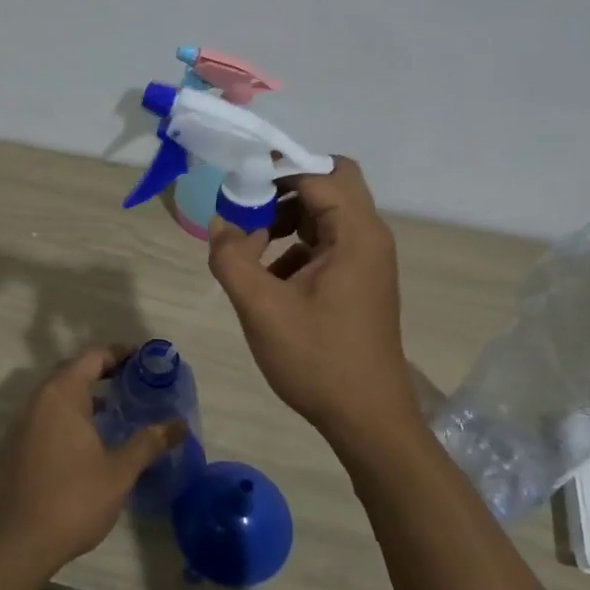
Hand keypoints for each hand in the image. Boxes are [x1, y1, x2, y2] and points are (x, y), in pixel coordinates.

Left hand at [0, 344, 185, 572]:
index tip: (141, 359)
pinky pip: (41, 419)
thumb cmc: (74, 499)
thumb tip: (180, 425)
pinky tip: (81, 444)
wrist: (18, 543)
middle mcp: (36, 401)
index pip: (91, 358)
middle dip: (99, 372)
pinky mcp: (11, 449)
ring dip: (81, 397)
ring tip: (110, 413)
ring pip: (54, 397)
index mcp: (62, 395)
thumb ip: (148, 443)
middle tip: (129, 381)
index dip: (117, 354)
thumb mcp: (119, 471)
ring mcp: (19, 425)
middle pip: (70, 372)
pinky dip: (64, 418)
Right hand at [208, 158, 420, 446]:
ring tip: (251, 243)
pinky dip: (296, 244)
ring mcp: (367, 258)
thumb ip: (232, 258)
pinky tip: (269, 276)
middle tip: (248, 206)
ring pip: (326, 212)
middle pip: (330, 183)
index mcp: (356, 234)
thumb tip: (221, 223)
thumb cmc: (317, 359)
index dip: (275, 170)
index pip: (318, 173)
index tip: (236, 185)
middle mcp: (368, 236)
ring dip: (288, 216)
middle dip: (285, 187)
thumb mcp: (261, 308)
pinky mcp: (360, 279)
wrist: (367, 419)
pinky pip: (327, 241)